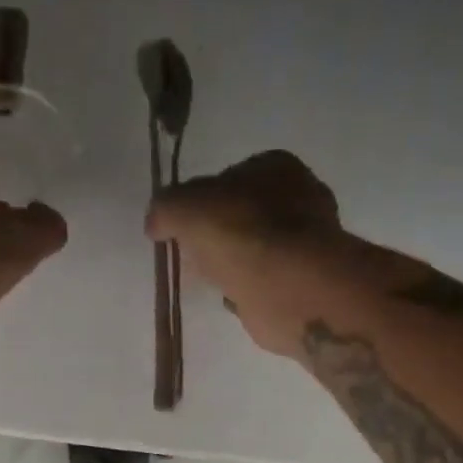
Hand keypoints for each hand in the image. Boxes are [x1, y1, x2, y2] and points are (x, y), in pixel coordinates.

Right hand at [146, 150, 403, 358]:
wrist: (288, 286)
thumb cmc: (240, 233)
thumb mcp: (185, 208)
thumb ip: (165, 209)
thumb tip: (155, 223)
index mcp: (276, 166)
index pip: (228, 177)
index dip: (200, 200)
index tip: (181, 226)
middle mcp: (299, 195)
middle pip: (243, 213)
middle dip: (217, 233)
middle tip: (192, 254)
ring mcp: (307, 240)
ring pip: (254, 247)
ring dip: (232, 262)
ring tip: (209, 278)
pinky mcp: (304, 279)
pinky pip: (264, 278)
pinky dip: (247, 287)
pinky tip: (232, 296)